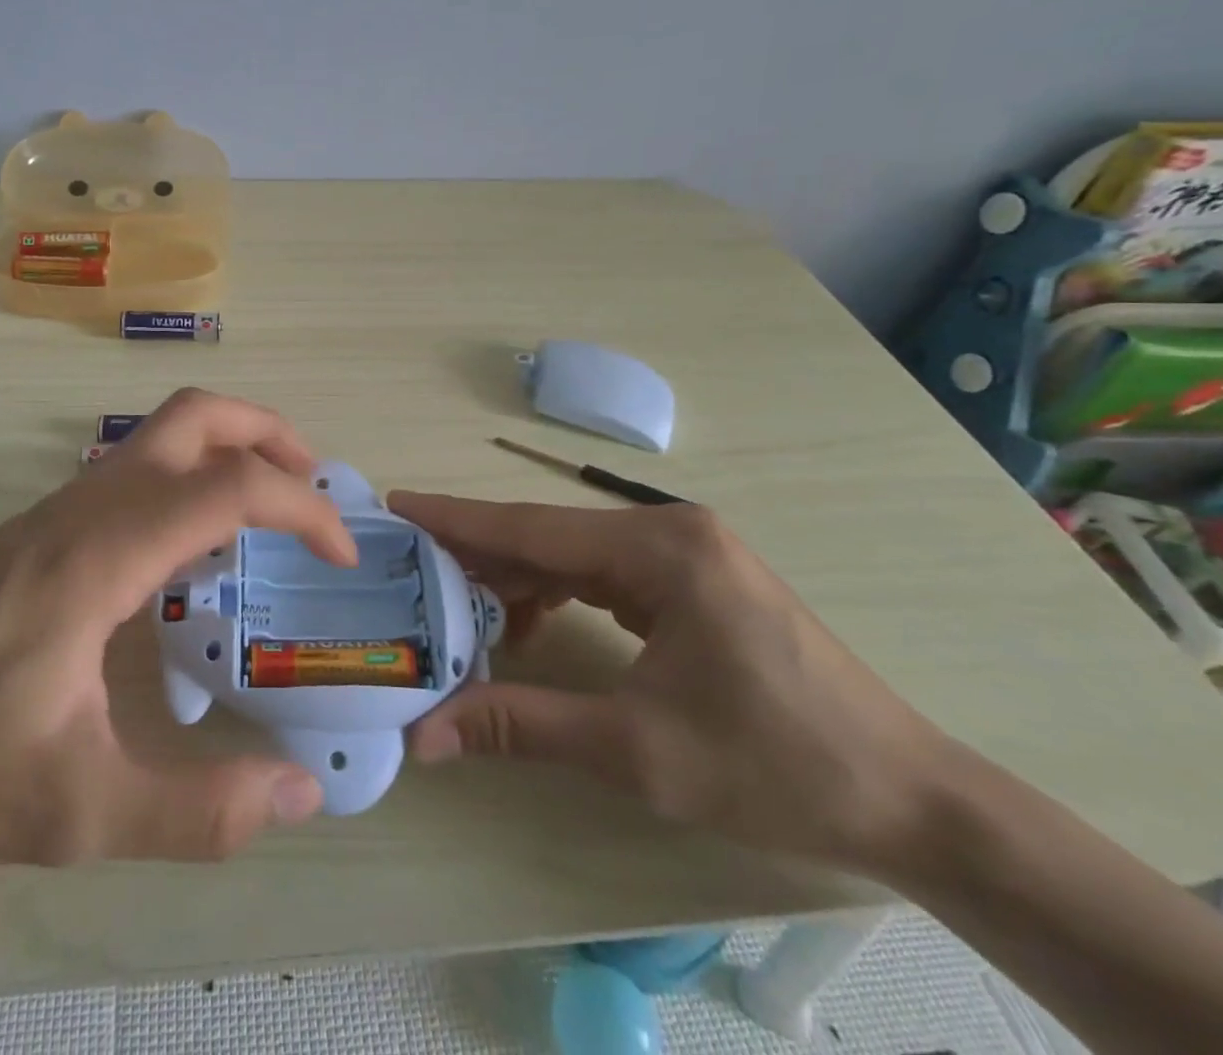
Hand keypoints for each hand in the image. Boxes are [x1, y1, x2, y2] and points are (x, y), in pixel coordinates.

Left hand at [0, 389, 351, 870]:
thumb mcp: (79, 811)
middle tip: (316, 489)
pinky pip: (131, 472)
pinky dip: (186, 481)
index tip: (342, 554)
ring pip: (159, 436)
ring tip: (266, 520)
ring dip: (227, 453)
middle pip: (195, 416)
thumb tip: (301, 796)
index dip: (304, 509)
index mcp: (105, 551)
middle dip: (269, 434)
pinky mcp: (35, 530)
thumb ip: (197, 811)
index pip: (231, 486)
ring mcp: (55, 510)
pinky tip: (187, 557)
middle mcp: (85, 506)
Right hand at [386, 494, 951, 874]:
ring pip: (570, 554)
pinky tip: (523, 625)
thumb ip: (521, 725)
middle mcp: (667, 532)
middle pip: (547, 536)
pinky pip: (600, 575)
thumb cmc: (776, 766)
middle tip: (408, 564)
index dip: (456, 519)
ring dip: (514, 579)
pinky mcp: (691, 582)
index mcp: (659, 549)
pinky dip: (554, 594)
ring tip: (455, 607)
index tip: (397, 504)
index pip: (530, 526)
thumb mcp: (636, 749)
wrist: (911, 804)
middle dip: (476, 553)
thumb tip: (425, 735)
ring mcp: (683, 554)